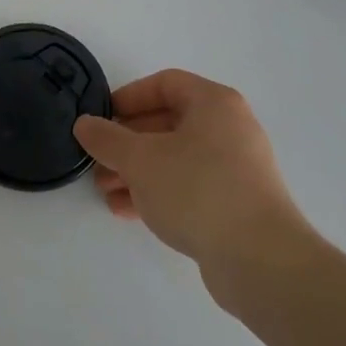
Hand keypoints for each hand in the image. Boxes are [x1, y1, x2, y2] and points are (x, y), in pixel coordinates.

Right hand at [73, 69, 312, 284]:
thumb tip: (84, 124)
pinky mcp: (236, 205)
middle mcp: (230, 129)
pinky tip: (127, 210)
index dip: (129, 97)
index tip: (102, 117)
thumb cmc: (198, 190)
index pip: (165, 84)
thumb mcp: (140, 159)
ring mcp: (237, 169)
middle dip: (128, 141)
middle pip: (168, 122)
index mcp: (214, 103)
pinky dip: (158, 192)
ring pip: (176, 158)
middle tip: (98, 158)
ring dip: (137, 171)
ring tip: (104, 190)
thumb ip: (107, 138)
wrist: (261, 262)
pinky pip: (189, 187)